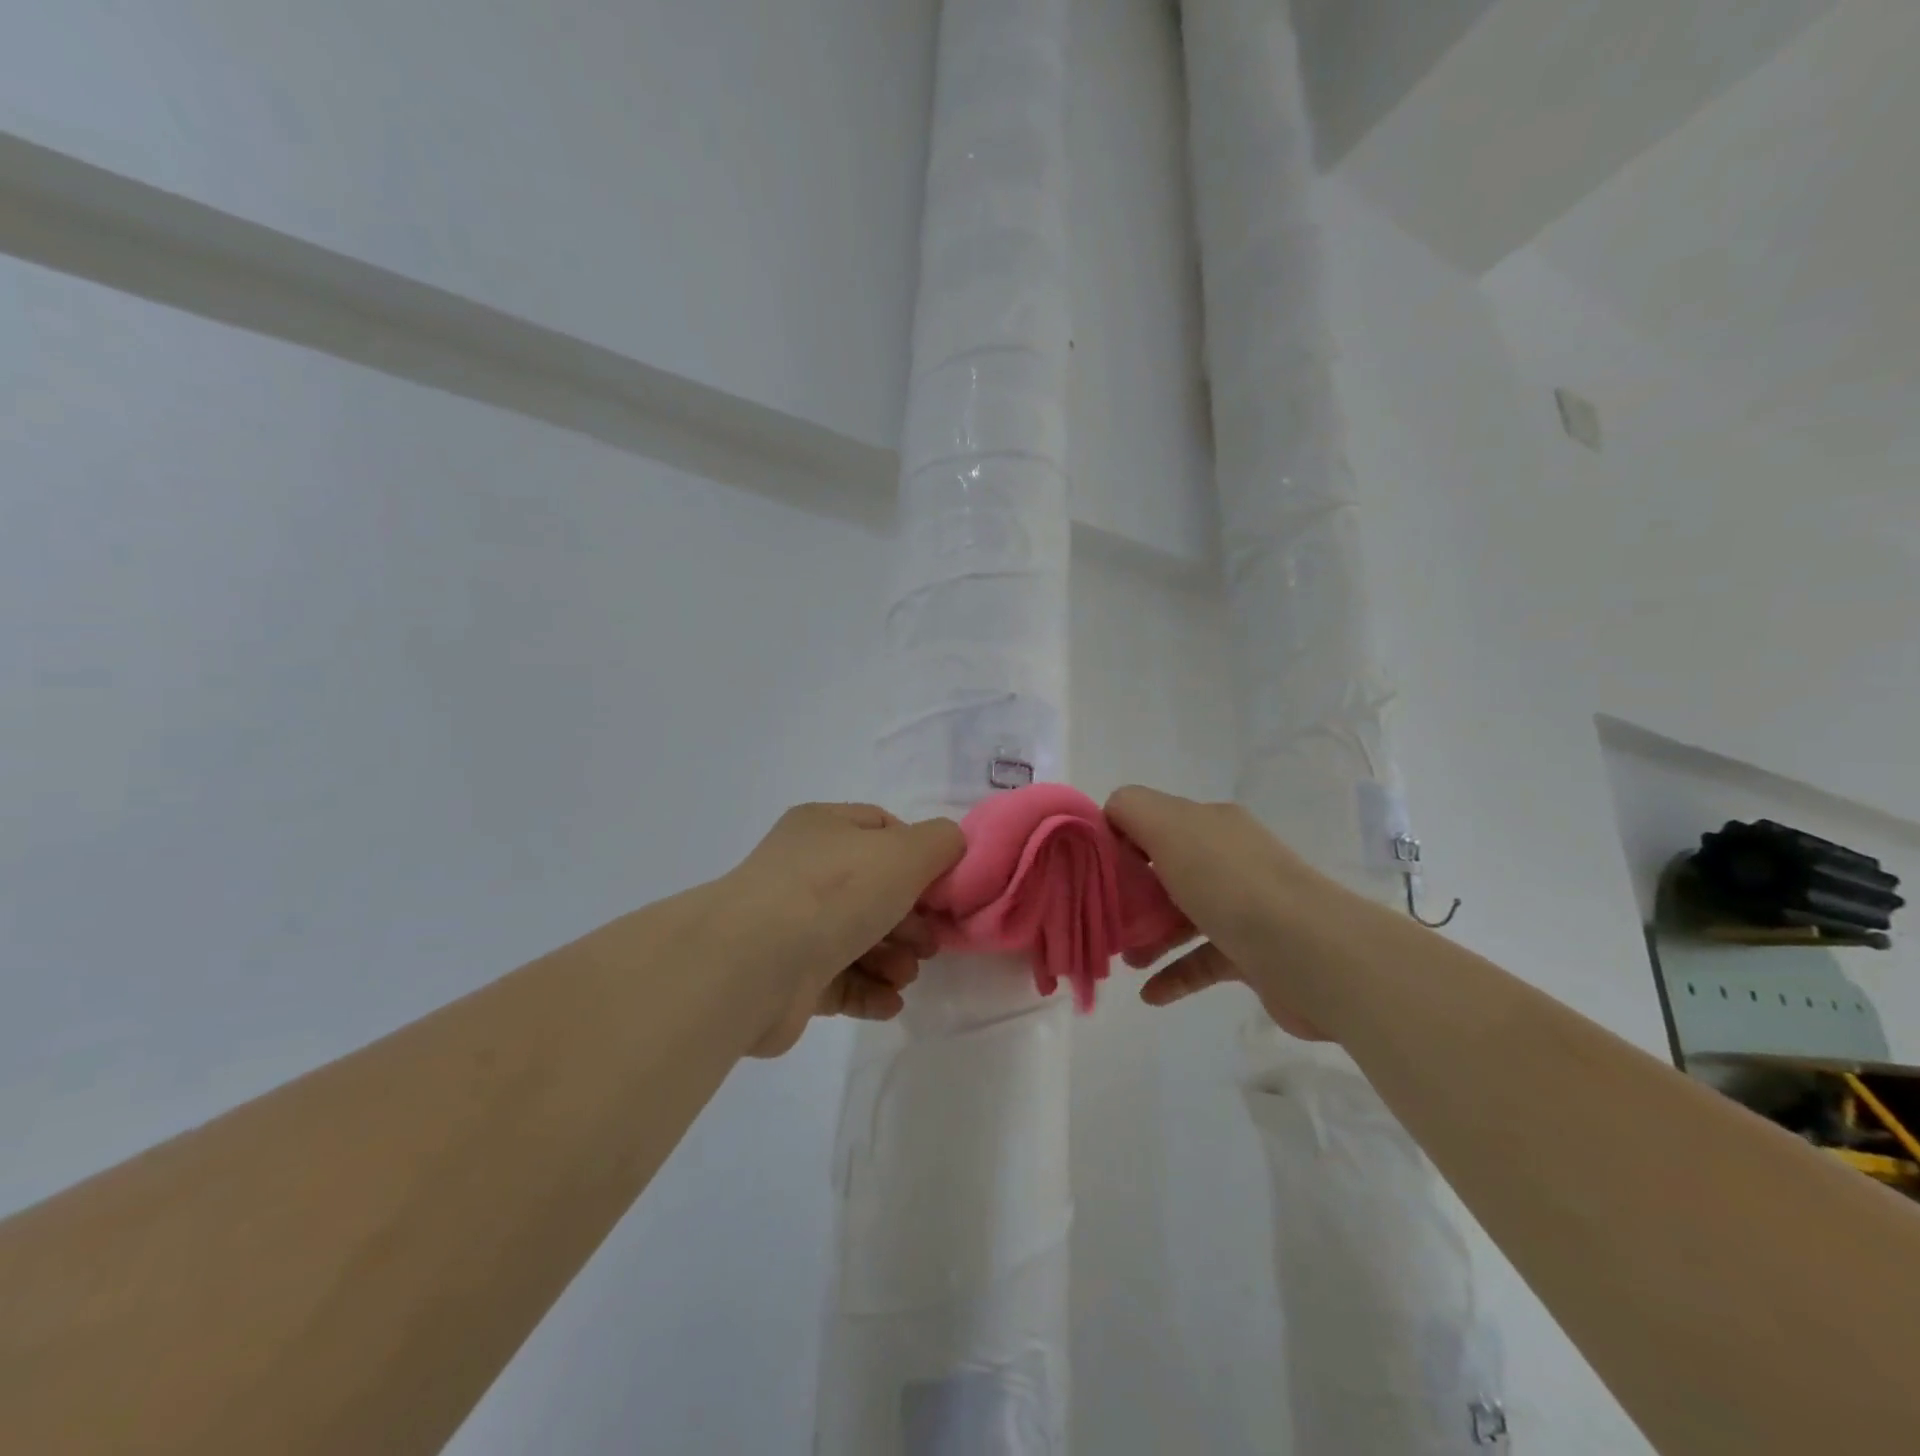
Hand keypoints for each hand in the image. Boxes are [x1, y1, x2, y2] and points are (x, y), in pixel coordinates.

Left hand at [724, 803, 963, 1057]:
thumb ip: (940, 842)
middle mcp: (804, 870)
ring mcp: (791, 924)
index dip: (918, 855)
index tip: (941, 887)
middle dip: (910, 919)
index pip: (881, 829)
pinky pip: (839, 979)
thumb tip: (950, 845)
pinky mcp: (787, 977)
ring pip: (858, 937)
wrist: (753, 965)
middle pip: (874, 889)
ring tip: (906, 977)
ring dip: (893, 958)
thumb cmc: (835, 893)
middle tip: (931, 944)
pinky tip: (890, 1004)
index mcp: (824, 828)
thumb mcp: (905, 852)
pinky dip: (869, 990)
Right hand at [1105, 786, 1331, 1040]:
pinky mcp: (1254, 952)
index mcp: (1210, 824)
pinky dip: (1175, 974)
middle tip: (1104, 920)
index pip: (1151, 821)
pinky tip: (1149, 994)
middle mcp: (1229, 858)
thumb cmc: (1232, 886)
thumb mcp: (1171, 828)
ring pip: (1183, 915)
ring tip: (1123, 959)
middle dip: (1130, 894)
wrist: (1315, 955)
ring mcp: (1245, 906)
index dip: (1118, 842)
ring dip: (1149, 935)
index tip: (1093, 872)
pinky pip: (1203, 959)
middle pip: (1165, 869)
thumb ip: (1132, 809)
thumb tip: (1111, 817)